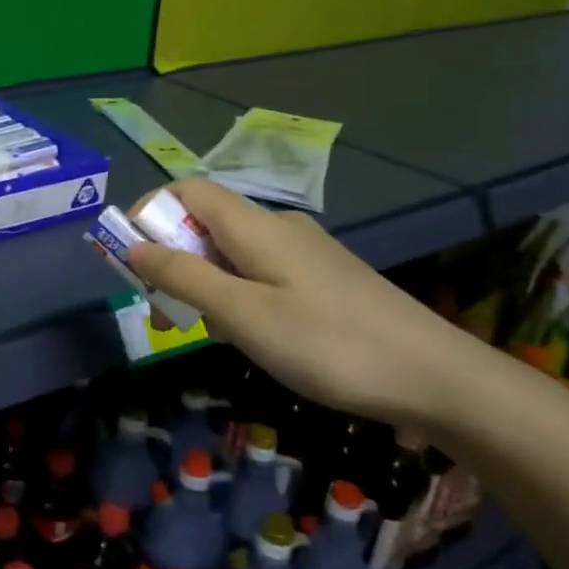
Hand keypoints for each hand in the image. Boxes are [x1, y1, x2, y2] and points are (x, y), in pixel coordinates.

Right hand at [125, 178, 499, 429]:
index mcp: (254, 225)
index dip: (150, 214)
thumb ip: (183, 276)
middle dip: (175, 261)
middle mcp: (277, 227)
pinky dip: (239, 296)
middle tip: (169, 313)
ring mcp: (304, 252)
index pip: (186, 191)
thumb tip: (132, 244)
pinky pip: (260, 273)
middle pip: (206, 224)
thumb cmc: (328, 343)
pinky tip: (257, 338)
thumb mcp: (243, 314)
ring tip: (218, 335)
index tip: (132, 260)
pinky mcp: (322, 278)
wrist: (437, 377)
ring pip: (232, 254)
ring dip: (207, 285)